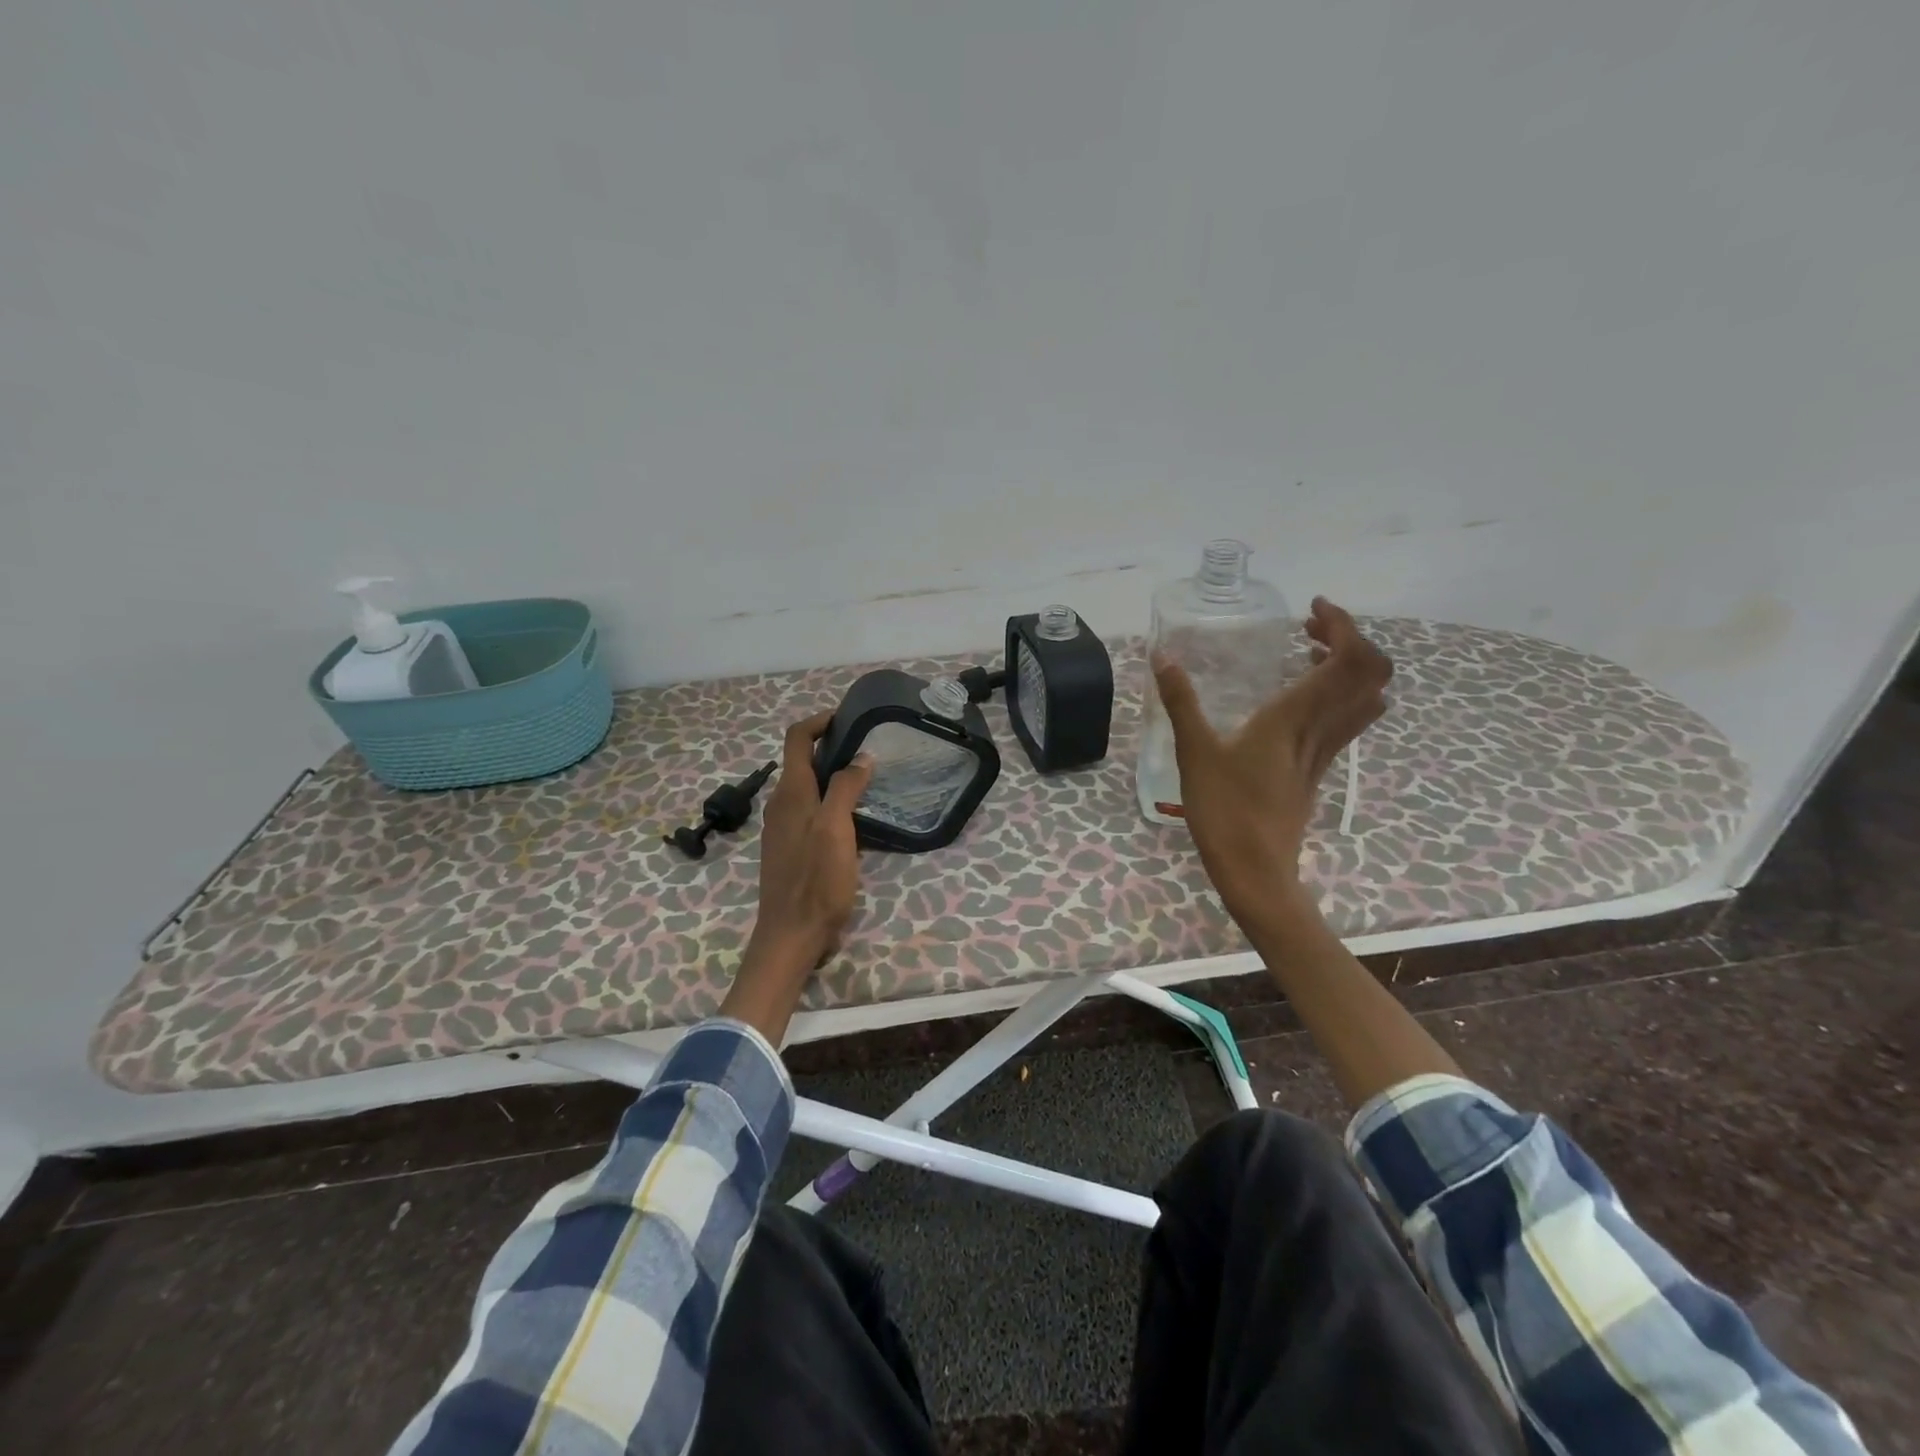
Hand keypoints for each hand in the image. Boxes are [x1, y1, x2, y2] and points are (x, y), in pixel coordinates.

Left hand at [741, 712, 874, 979]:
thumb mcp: (835, 829)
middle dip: (832, 747)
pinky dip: (830, 802)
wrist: (792, 935)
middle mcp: (782, 804)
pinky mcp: (791, 848)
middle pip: (802, 760)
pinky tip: (856, 819)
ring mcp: (784, 827)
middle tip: (869, 749)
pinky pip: (811, 811)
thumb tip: (860, 757)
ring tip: (868, 780)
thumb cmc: (816, 880)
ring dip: (833, 776)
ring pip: (808, 787)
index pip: (797, 738)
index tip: (850, 718)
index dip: (820, 721)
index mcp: (790, 792)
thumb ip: (845, 788)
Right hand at [1153, 597, 1390, 930]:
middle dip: (1350, 639)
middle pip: (1371, 673)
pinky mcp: (1317, 768)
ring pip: (1365, 698)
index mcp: (1295, 717)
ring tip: (1308, 654)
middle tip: (1309, 629)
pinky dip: (1338, 694)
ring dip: (1349, 666)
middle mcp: (1321, 728)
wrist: (1255, 869)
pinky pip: (1347, 720)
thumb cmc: (1223, 810)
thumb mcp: (1194, 752)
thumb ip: (1181, 701)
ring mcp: (1324, 751)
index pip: (1350, 659)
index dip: (1344, 624)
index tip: (1311, 609)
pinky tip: (1298, 698)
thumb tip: (1162, 656)